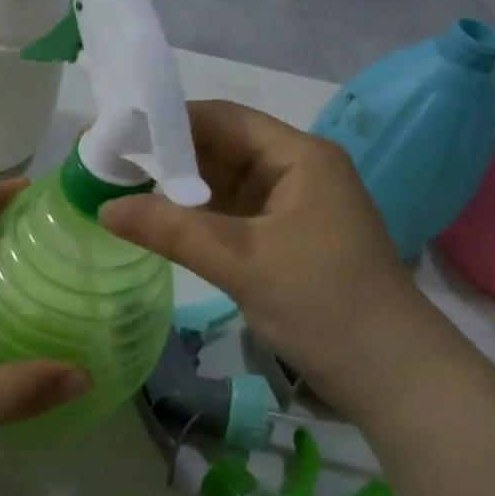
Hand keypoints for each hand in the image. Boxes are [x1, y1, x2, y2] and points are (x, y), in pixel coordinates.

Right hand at [99, 100, 449, 407]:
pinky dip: (195, 218)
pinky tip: (156, 222)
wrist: (390, 375)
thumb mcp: (243, 262)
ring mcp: (290, 206)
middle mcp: (294, 170)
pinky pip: (230, 215)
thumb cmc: (324, 304)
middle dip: (165, 157)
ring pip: (222, 184)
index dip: (166, 122)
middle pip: (220, 149)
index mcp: (298, 156)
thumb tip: (104, 208)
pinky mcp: (283, 239)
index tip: (114, 133)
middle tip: (105, 164)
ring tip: (118, 188)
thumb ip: (172, 230)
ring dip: (177, 189)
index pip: (222, 120)